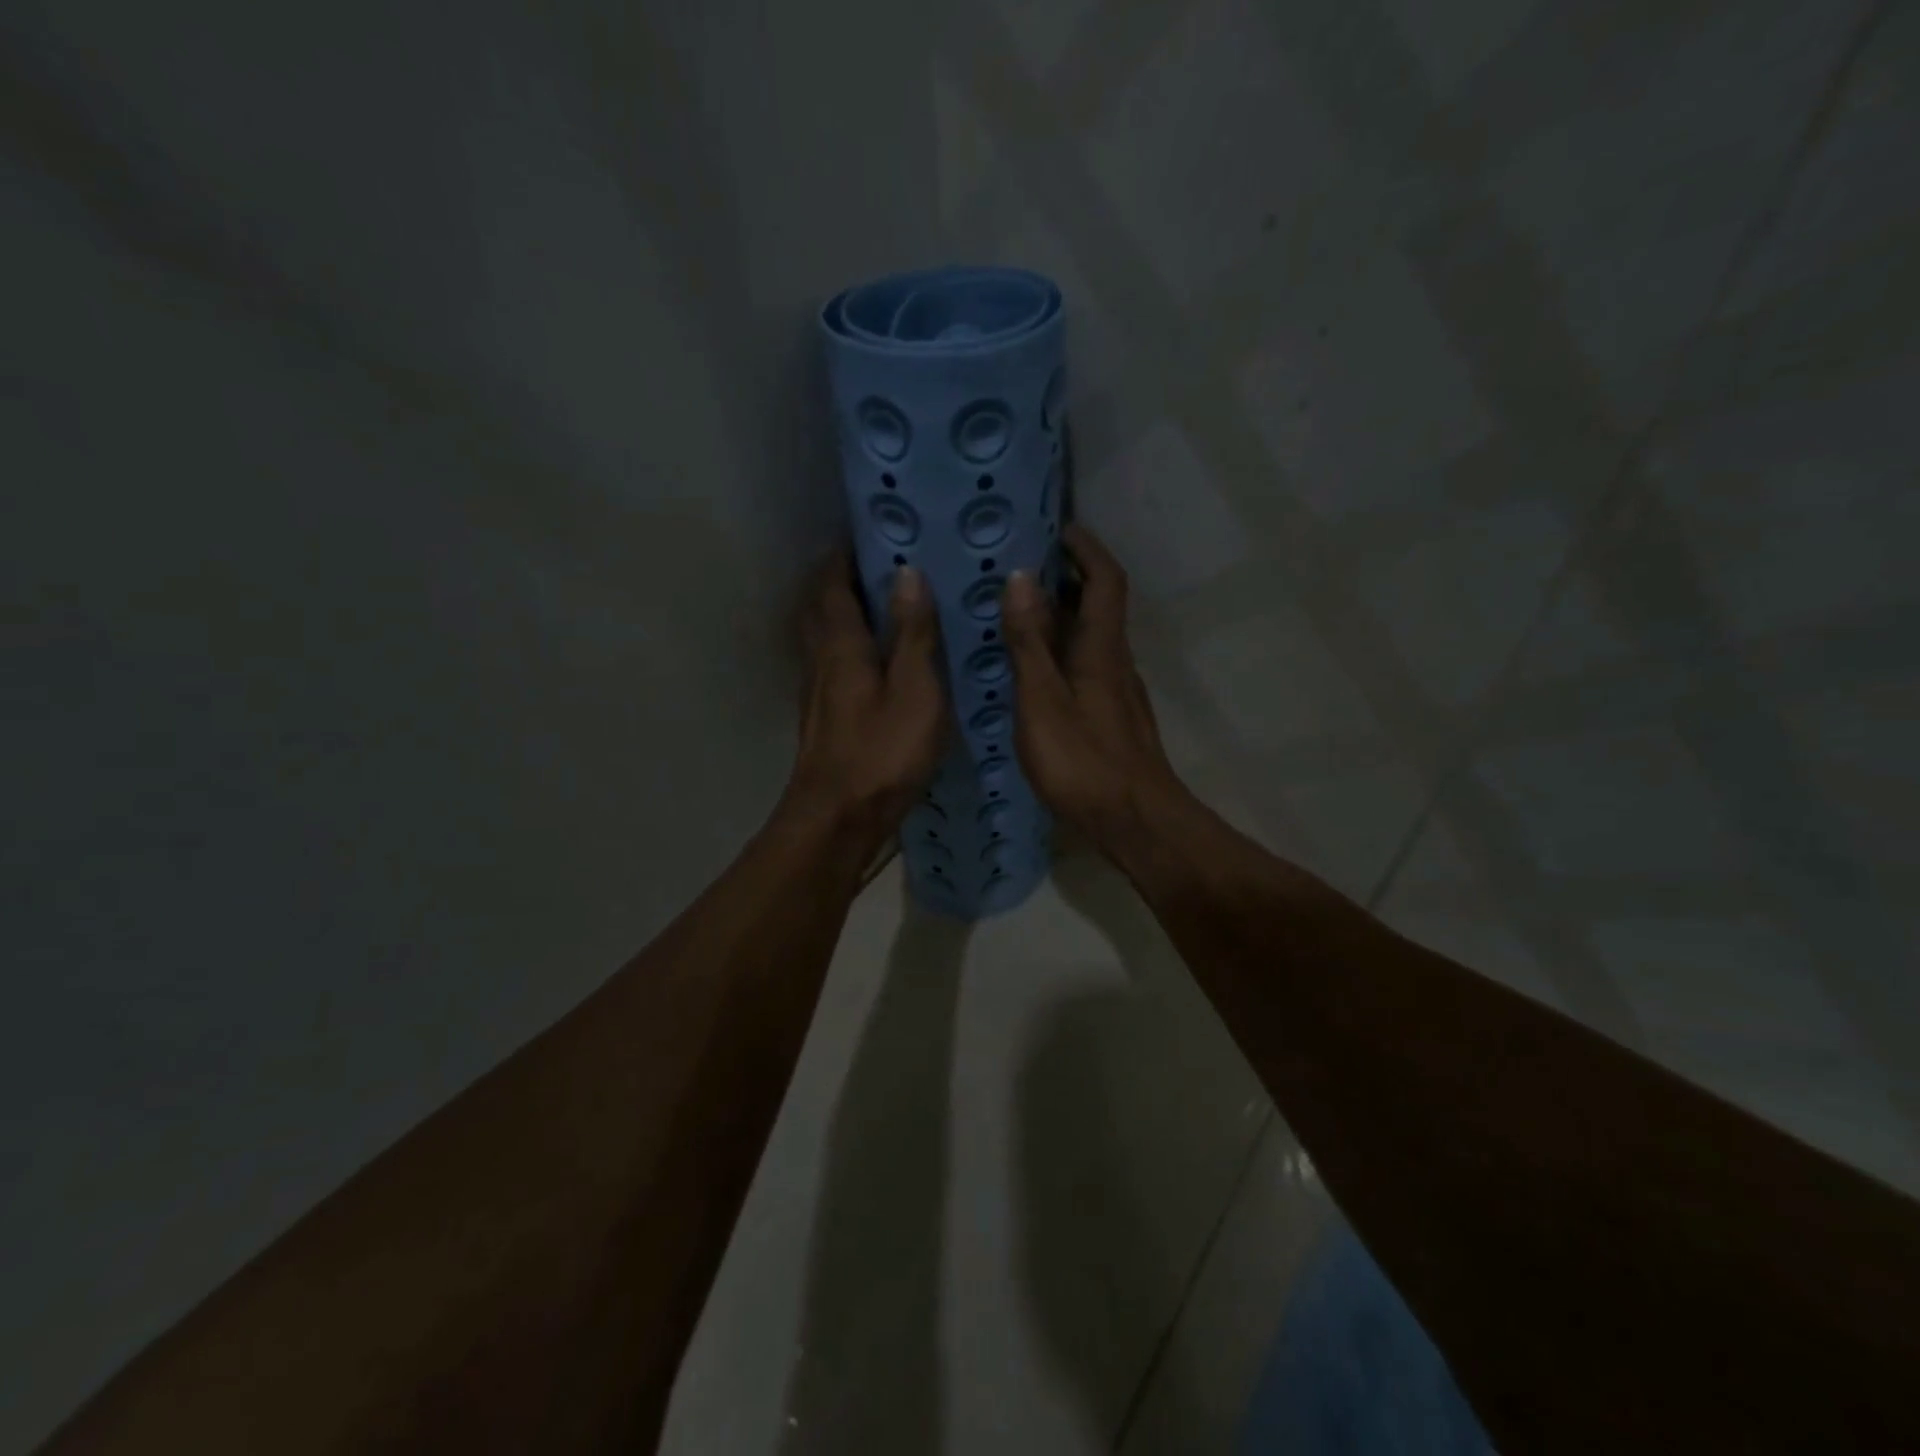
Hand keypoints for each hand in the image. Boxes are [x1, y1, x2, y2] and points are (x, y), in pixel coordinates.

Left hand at [778, 551, 945, 862]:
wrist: (838, 819)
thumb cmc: (882, 752)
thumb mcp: (914, 690)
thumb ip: (913, 633)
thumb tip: (907, 573)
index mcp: (841, 646)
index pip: (833, 584)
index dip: (845, 555)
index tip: (869, 532)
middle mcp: (821, 661)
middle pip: (821, 608)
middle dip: (840, 581)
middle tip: (877, 565)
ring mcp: (818, 693)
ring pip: (824, 639)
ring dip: (843, 614)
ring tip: (882, 606)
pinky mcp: (825, 719)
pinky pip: (833, 666)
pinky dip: (849, 649)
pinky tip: (876, 662)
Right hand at [1000, 524, 1183, 845]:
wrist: (1135, 822)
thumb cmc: (1084, 762)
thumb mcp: (1043, 701)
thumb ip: (1029, 643)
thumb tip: (1020, 578)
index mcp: (1102, 649)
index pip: (1105, 581)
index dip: (1086, 548)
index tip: (1059, 528)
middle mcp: (1116, 663)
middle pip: (1099, 606)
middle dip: (1068, 577)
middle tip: (1021, 567)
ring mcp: (1117, 693)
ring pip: (1091, 639)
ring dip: (1061, 617)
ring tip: (1016, 614)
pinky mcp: (1112, 719)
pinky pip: (1085, 667)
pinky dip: (1061, 652)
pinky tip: (1033, 671)